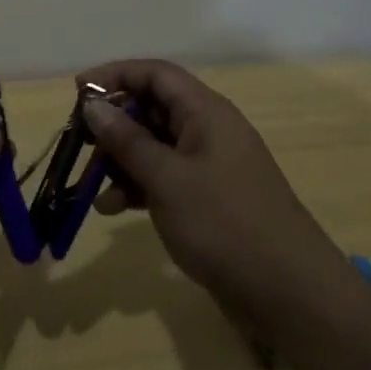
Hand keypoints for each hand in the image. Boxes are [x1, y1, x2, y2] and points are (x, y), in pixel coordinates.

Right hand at [80, 60, 360, 333]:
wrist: (292, 296)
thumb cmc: (226, 224)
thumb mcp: (167, 178)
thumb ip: (126, 139)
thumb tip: (92, 104)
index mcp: (205, 112)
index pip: (155, 74)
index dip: (115, 75)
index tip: (78, 92)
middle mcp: (208, 130)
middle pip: (152, 108)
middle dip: (114, 122)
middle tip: (81, 142)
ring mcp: (210, 167)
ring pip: (155, 145)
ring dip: (122, 159)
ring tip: (92, 183)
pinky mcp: (209, 200)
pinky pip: (164, 177)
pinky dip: (138, 186)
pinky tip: (114, 209)